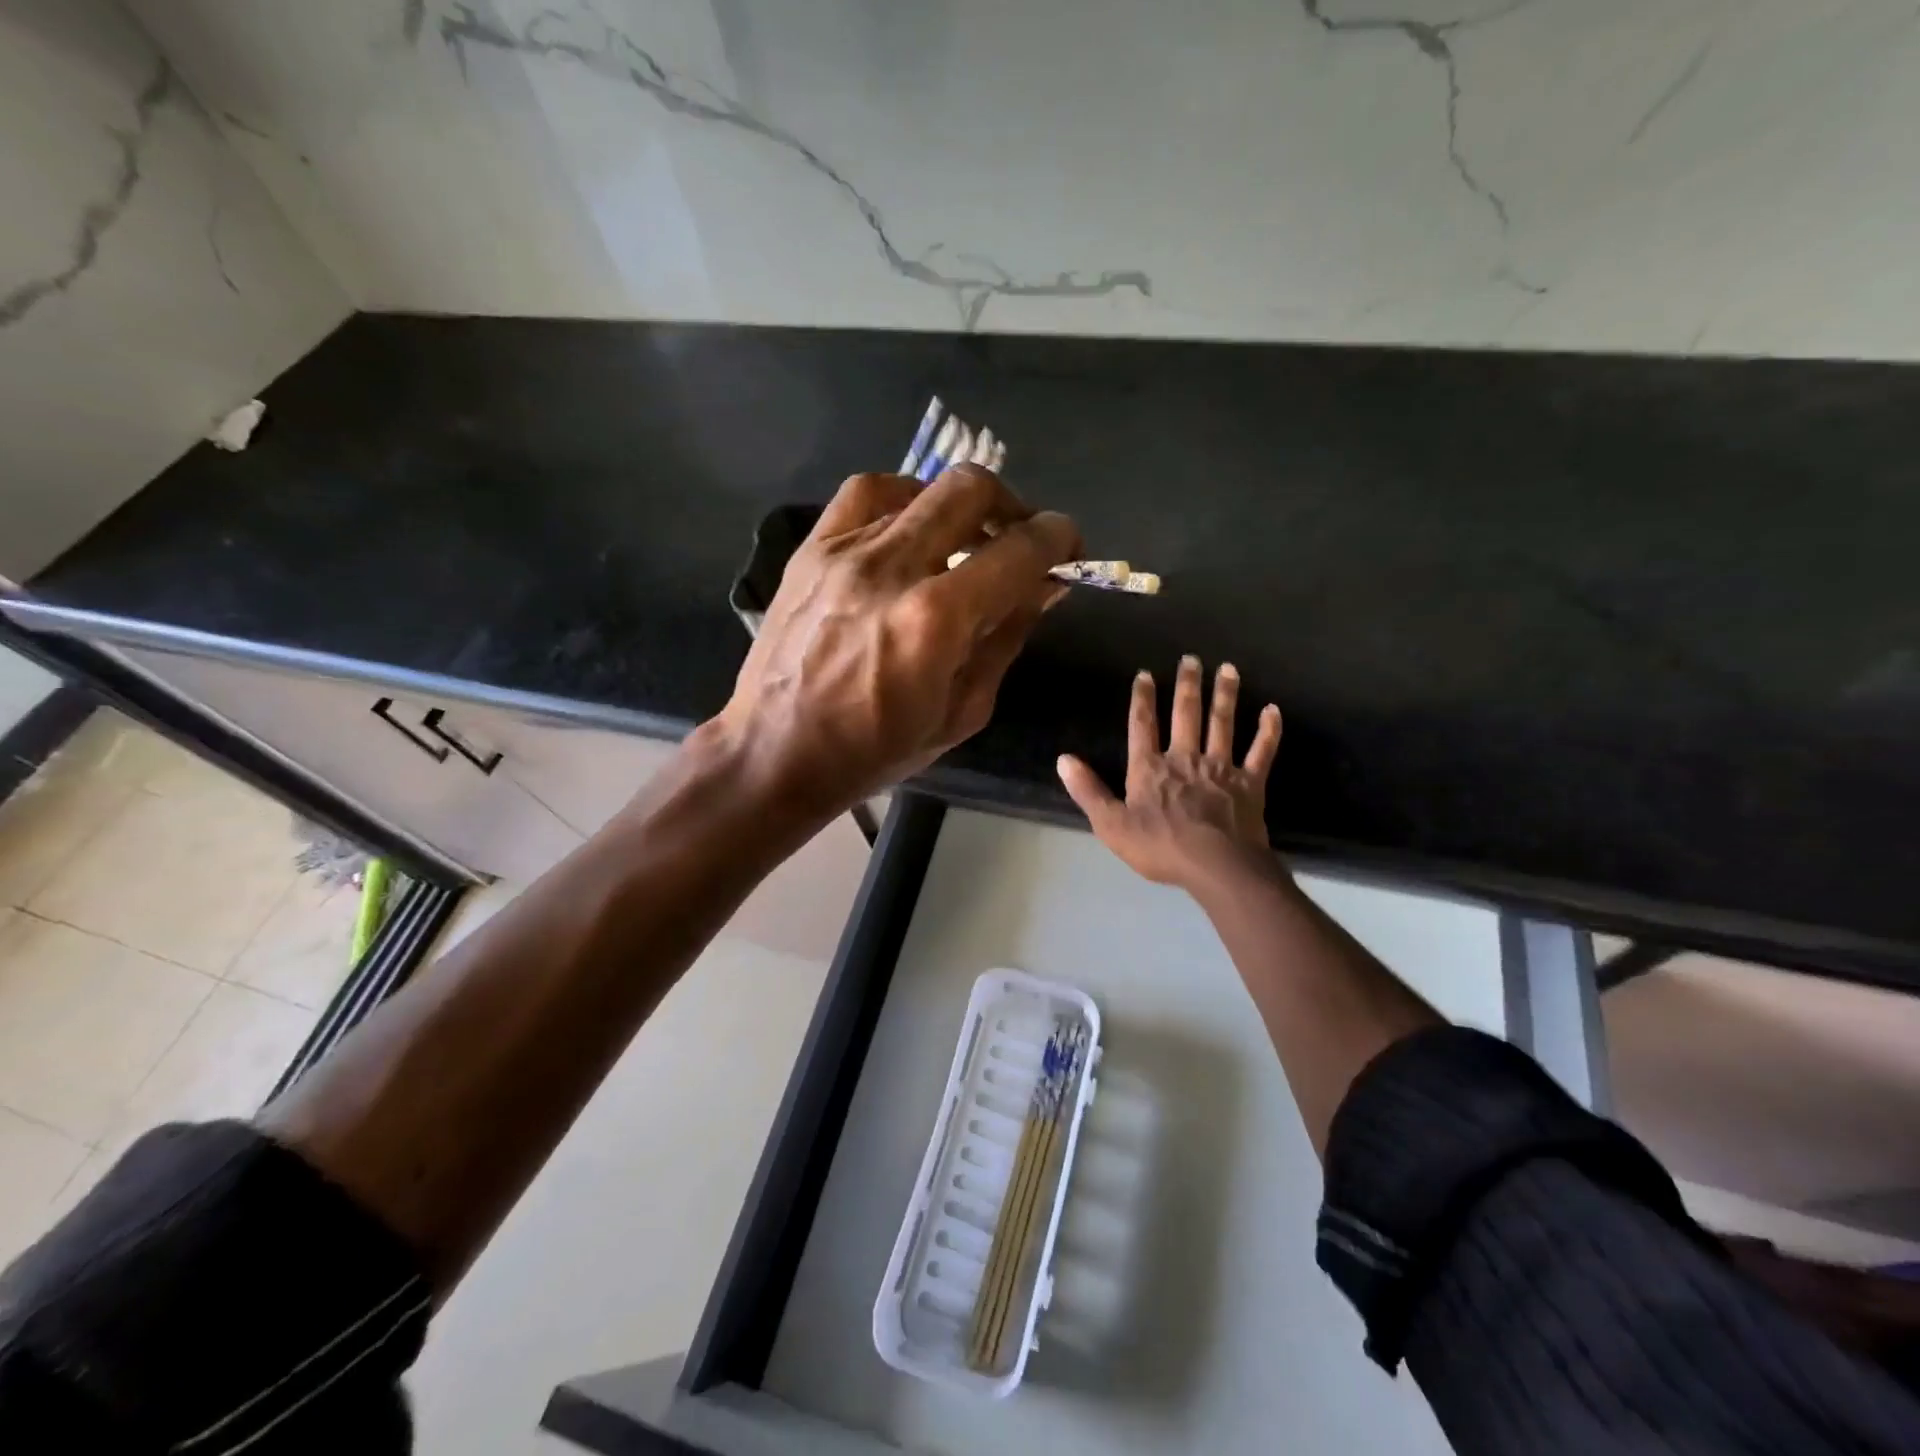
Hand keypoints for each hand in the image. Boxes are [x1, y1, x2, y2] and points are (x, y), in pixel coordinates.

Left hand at [715, 466, 1080, 818]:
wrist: (776, 752)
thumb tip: (1044, 586)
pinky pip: (866, 494)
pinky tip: (910, 527)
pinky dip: (903, 499)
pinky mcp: (811, 550)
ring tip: (964, 536)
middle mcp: (893, 569)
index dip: (1058, 538)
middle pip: (970, 490)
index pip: (1018, 550)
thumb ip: (1007, 638)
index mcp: (937, 620)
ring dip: (958, 506)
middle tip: (1019, 538)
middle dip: (1013, 506)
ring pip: (920, 487)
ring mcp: (845, 552)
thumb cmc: (876, 750)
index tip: (1069, 545)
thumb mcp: (963, 710)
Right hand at [1057, 655, 1282, 892]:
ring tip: (1228, 669)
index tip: (1146, 674)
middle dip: (1187, 685)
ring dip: (1225, 695)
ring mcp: (1220, 768)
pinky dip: (1268, 731)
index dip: (1143, 698)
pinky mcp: (1249, 783)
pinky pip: (1261, 751)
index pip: (1143, 725)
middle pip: (1186, 714)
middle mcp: (1185, 758)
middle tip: (1191, 659)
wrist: (1216, 866)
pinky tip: (1272, 710)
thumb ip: (1088, 791)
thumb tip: (1064, 759)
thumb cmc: (1160, 847)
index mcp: (1150, 768)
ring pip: (1223, 723)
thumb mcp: (1111, 825)